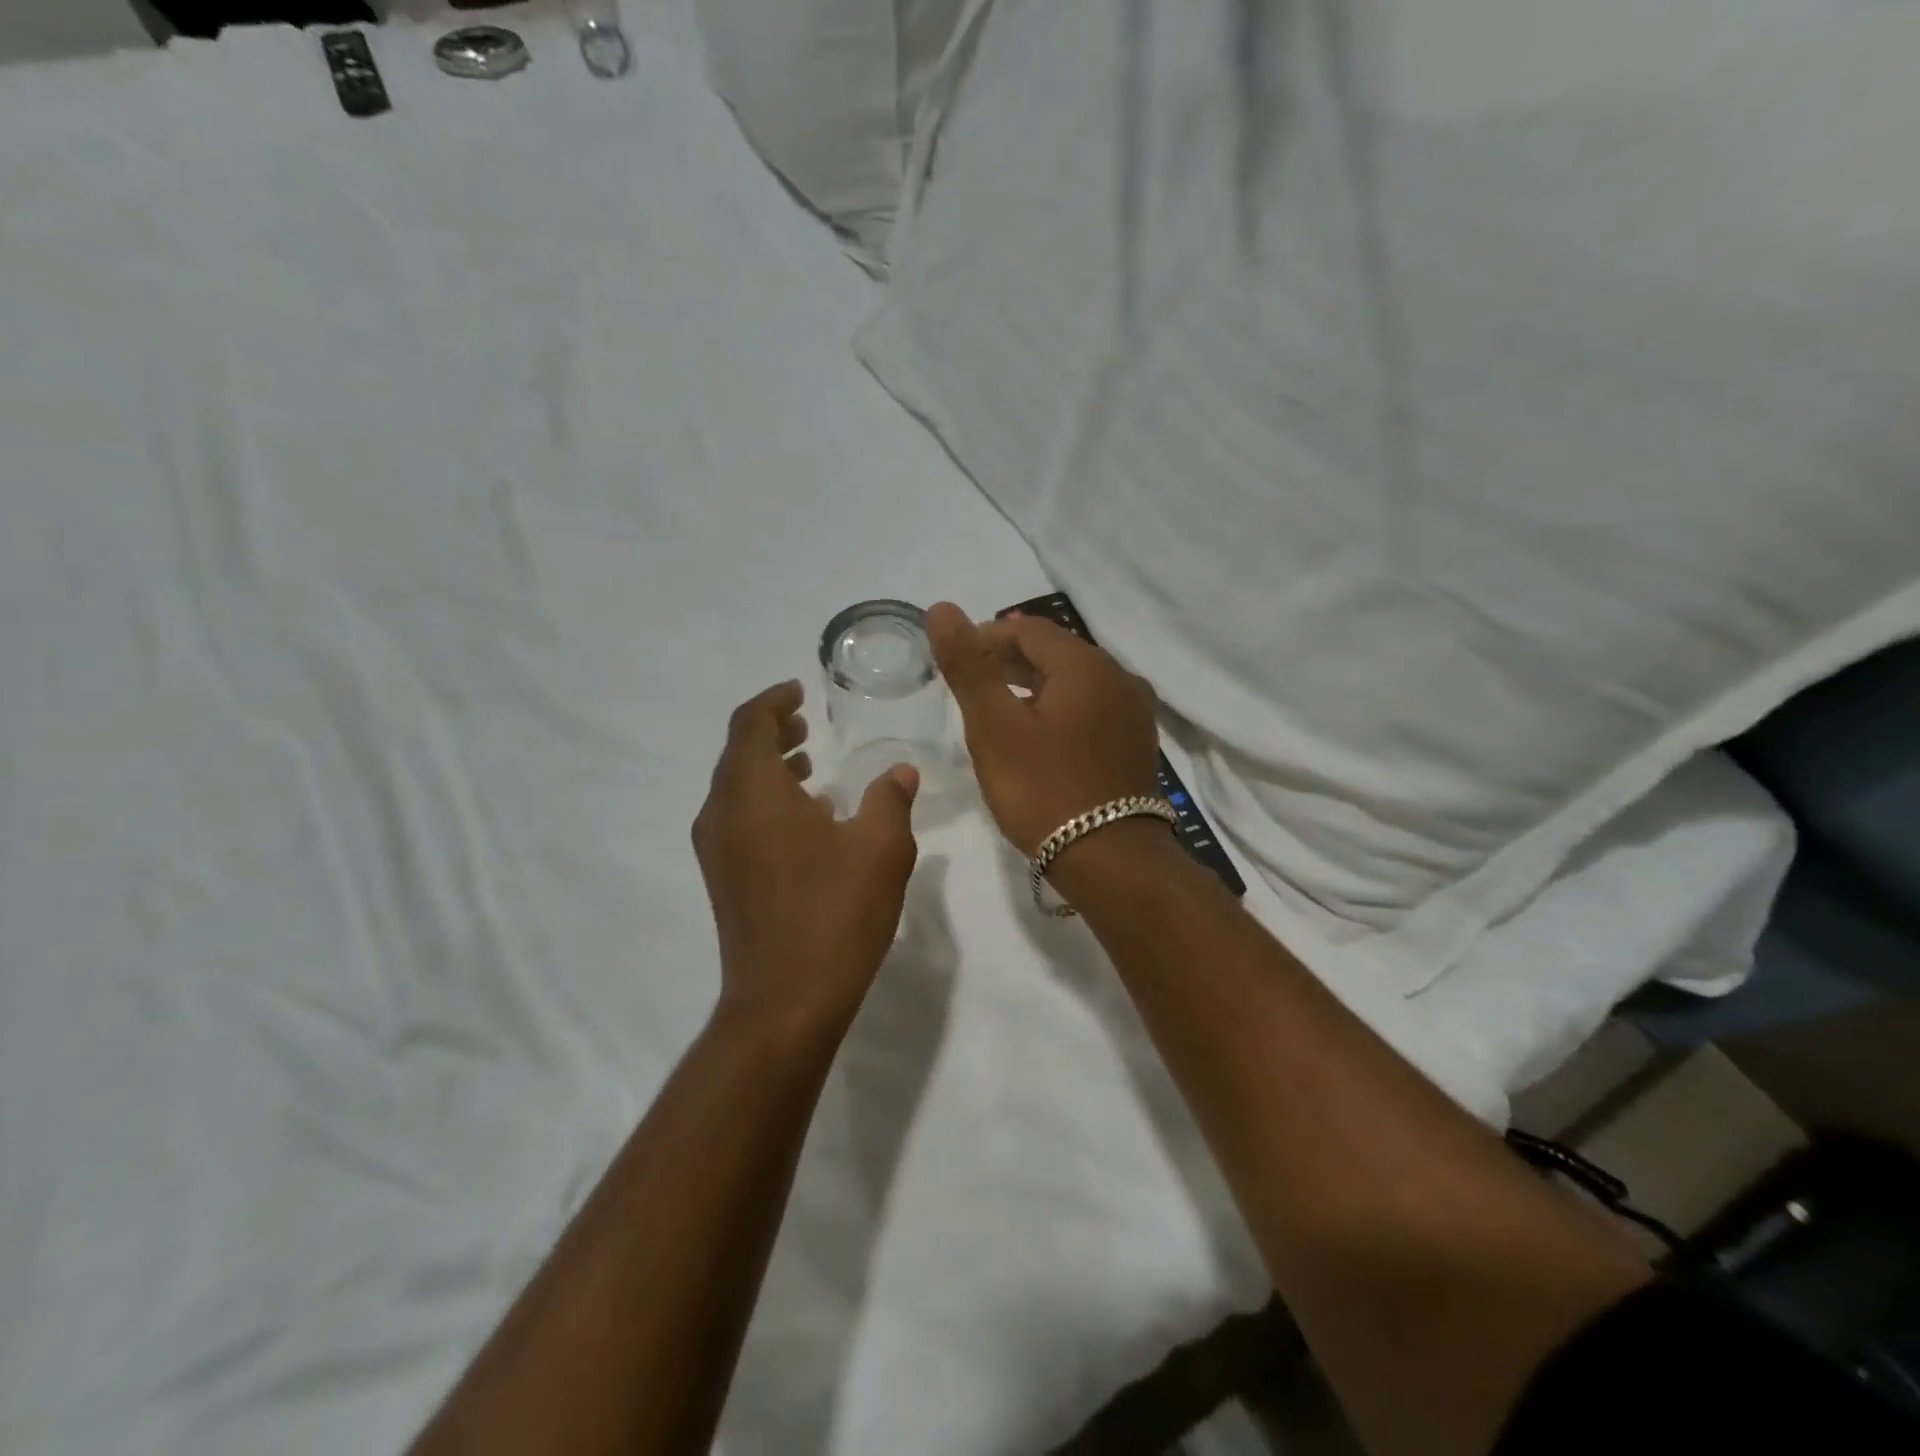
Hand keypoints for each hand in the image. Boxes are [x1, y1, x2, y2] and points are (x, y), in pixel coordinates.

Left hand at [693, 681, 919, 1034]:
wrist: (784, 1002)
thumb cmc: (834, 913)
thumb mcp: (881, 848)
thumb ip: (890, 798)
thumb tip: (899, 770)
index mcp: (753, 792)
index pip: (750, 724)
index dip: (774, 701)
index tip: (799, 691)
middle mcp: (722, 813)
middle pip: (738, 754)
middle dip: (771, 732)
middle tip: (805, 723)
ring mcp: (717, 850)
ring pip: (736, 788)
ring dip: (769, 767)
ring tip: (809, 764)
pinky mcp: (723, 879)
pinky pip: (738, 818)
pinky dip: (766, 801)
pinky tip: (807, 818)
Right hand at [929, 601, 1161, 855]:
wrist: (1110, 860)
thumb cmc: (1044, 790)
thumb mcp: (994, 727)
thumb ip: (968, 666)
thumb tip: (942, 608)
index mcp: (1087, 664)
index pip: (1028, 629)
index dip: (985, 638)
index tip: (955, 665)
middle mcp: (1120, 677)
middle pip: (1055, 652)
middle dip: (1009, 662)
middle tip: (971, 689)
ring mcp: (1135, 712)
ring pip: (1075, 682)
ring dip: (1034, 687)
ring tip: (998, 712)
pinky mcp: (1137, 744)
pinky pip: (1092, 709)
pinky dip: (1060, 710)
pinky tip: (1039, 738)